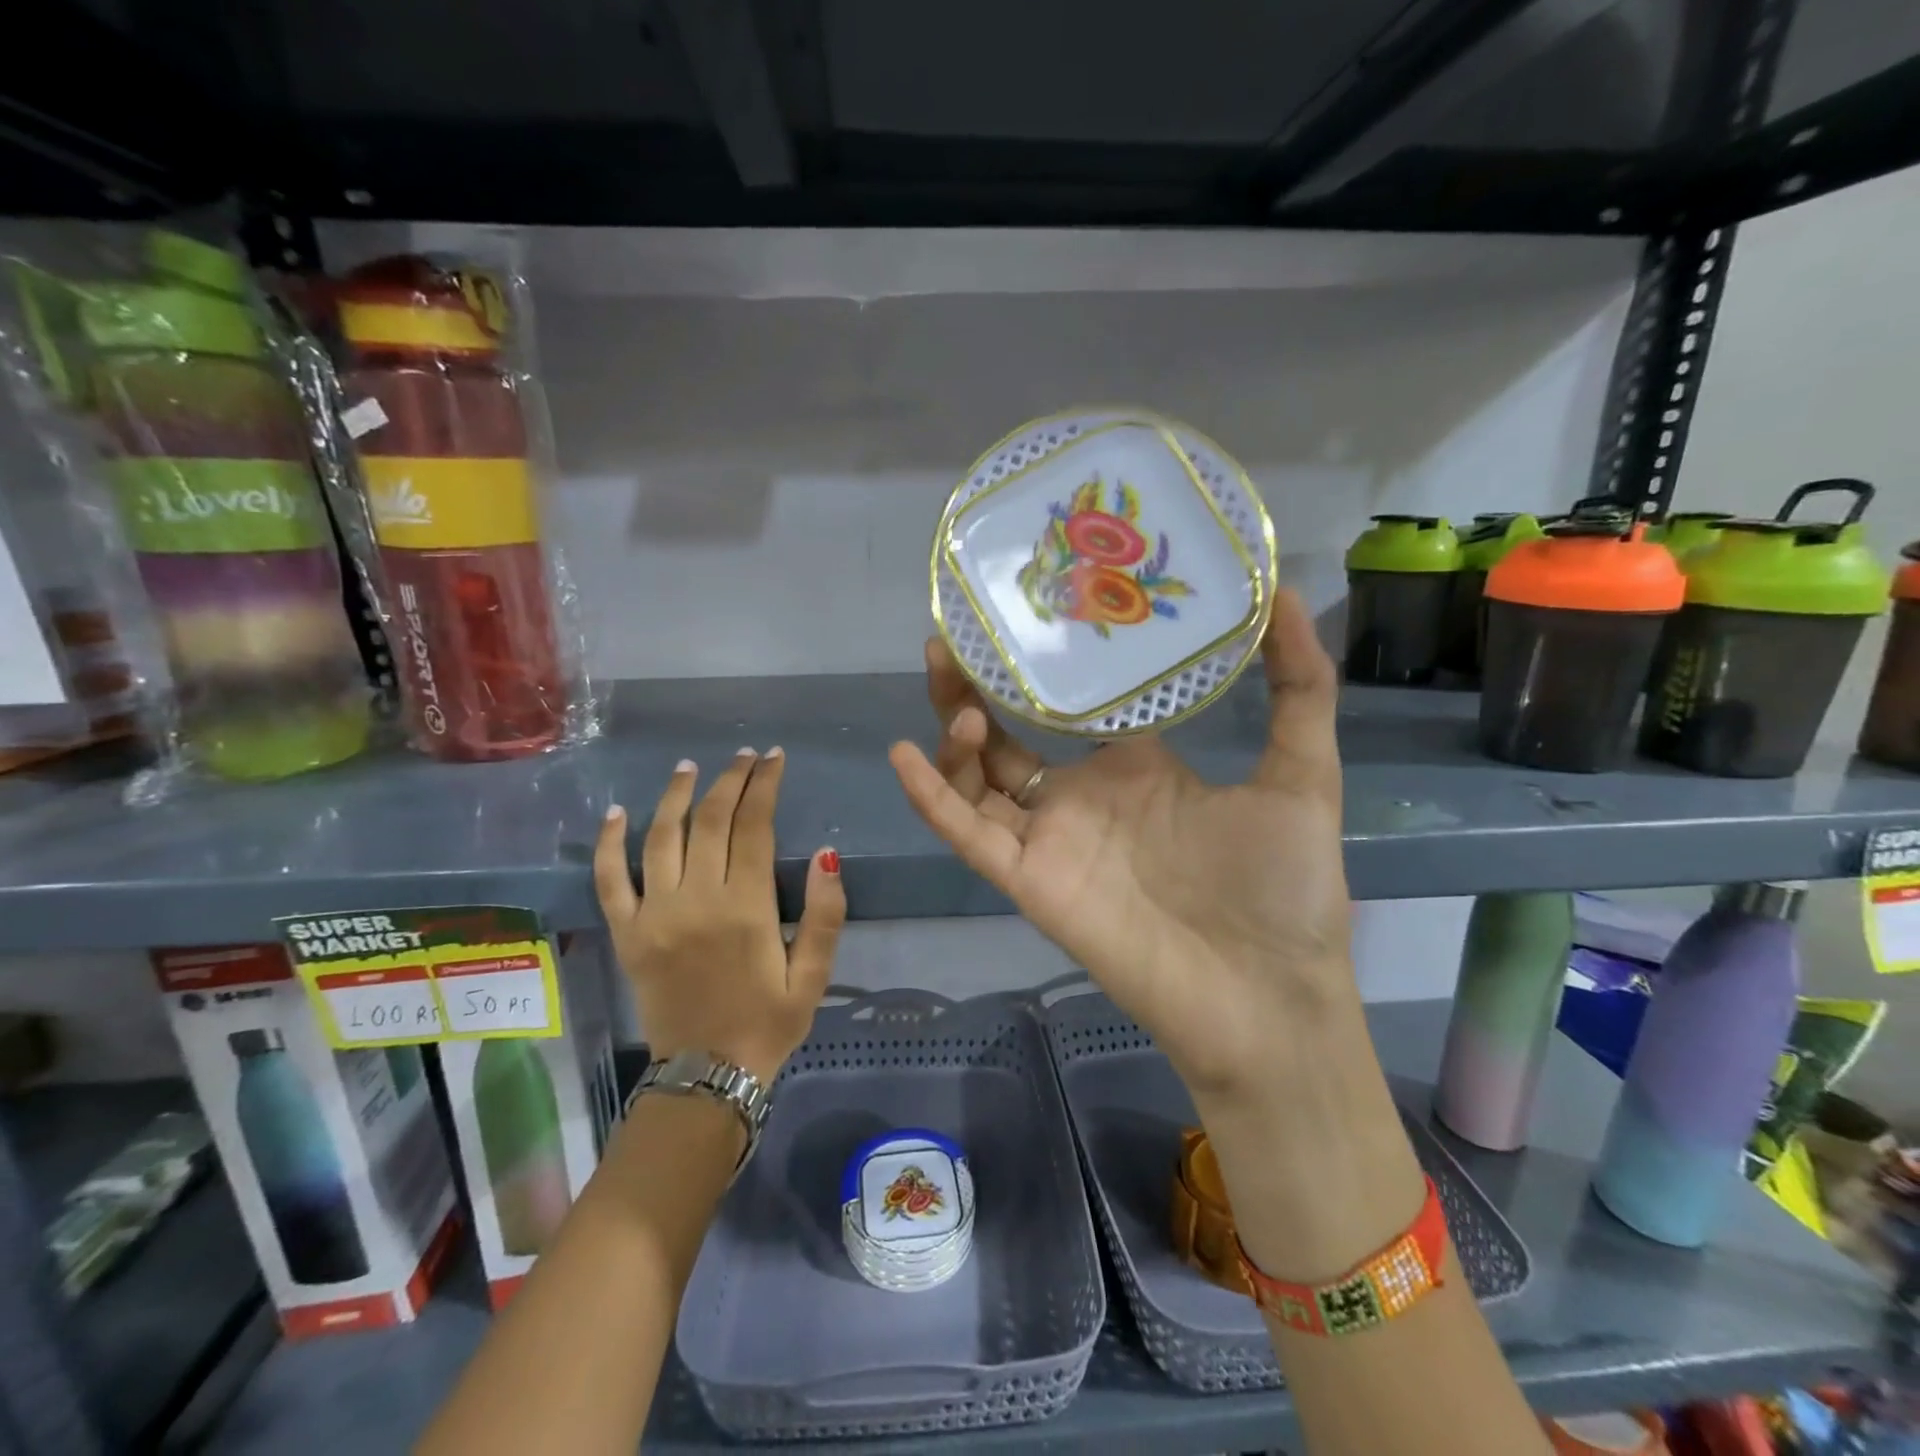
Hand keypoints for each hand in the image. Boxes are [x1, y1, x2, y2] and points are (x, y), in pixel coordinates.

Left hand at [593, 748, 845, 1085]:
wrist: (706, 1076)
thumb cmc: (768, 1023)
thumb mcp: (814, 977)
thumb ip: (826, 916)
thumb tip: (828, 855)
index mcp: (746, 908)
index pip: (754, 827)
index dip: (764, 786)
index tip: (773, 759)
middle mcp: (696, 900)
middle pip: (710, 821)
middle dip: (729, 780)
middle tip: (743, 757)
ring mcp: (655, 914)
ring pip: (661, 837)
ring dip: (676, 796)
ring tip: (690, 767)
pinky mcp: (627, 933)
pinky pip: (609, 879)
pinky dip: (609, 843)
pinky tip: (617, 812)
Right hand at [887, 590, 1352, 1102]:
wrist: (1269, 997)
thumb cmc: (1285, 887)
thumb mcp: (1301, 773)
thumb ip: (1299, 685)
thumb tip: (1288, 592)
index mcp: (1134, 769)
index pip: (1072, 706)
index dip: (1042, 667)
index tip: (1025, 611)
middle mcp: (1081, 798)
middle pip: (1007, 737)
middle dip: (973, 689)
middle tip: (952, 638)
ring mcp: (1050, 840)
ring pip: (976, 780)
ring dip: (953, 734)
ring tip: (950, 687)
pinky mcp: (1029, 881)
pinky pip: (968, 835)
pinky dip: (932, 799)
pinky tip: (905, 756)